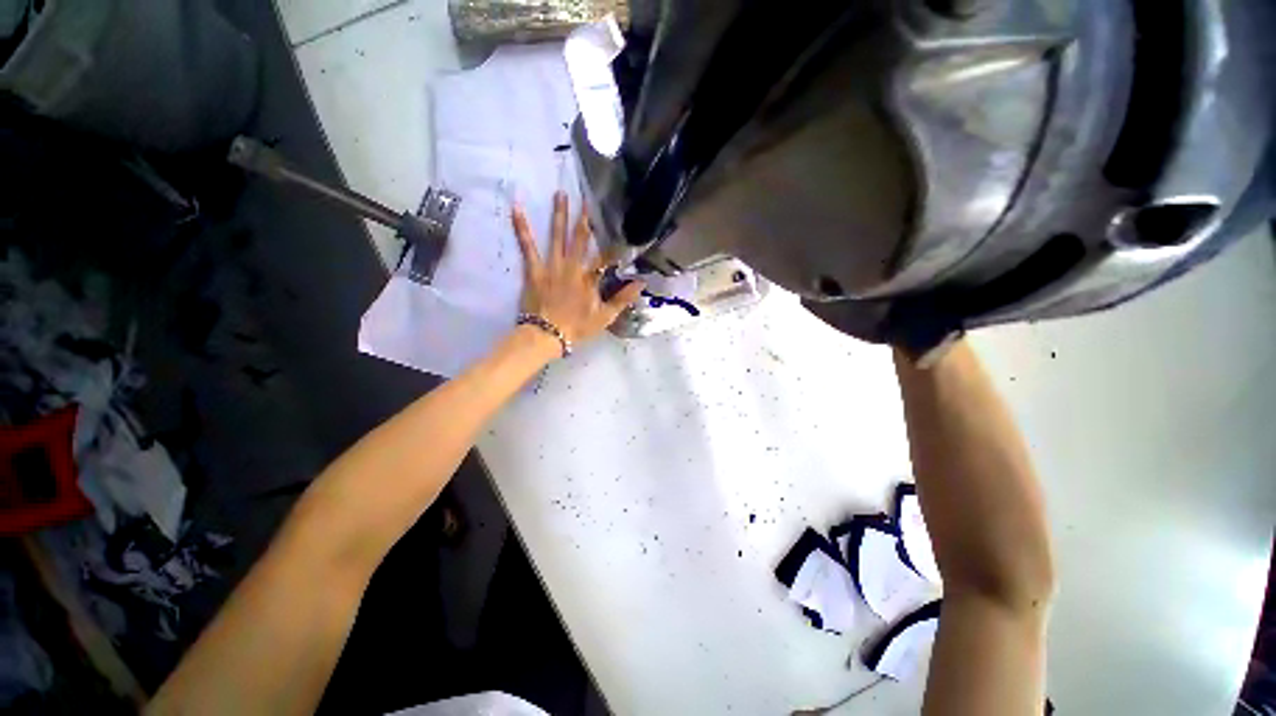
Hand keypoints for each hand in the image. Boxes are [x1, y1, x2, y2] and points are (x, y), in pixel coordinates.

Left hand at [512, 191, 644, 346]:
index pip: (606, 257)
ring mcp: (552, 266)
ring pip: (557, 236)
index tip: (622, 230)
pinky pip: (527, 246)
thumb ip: (623, 299)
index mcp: (590, 279)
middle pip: (580, 239)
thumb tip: (641, 283)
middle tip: (586, 198)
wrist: (546, 335)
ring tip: (559, 194)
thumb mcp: (605, 317)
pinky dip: (521, 227)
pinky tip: (516, 208)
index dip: (615, 244)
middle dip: (584, 218)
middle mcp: (572, 267)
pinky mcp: (534, 269)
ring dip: (559, 214)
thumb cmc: (577, 327)